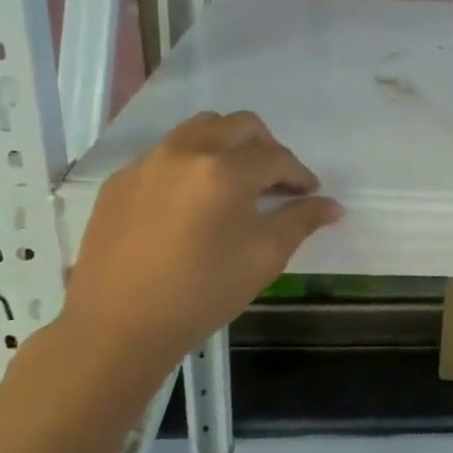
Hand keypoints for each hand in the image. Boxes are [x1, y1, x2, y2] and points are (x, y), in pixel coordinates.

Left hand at [62, 112, 340, 366]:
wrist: (119, 327)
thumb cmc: (203, 292)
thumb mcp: (265, 257)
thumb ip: (301, 221)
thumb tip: (333, 205)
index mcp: (226, 170)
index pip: (277, 158)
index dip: (300, 175)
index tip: (309, 194)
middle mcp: (186, 152)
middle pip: (239, 125)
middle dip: (266, 147)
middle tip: (275, 180)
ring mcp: (148, 162)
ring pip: (199, 129)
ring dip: (227, 145)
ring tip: (234, 180)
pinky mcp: (121, 180)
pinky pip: (165, 154)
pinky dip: (189, 165)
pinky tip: (191, 202)